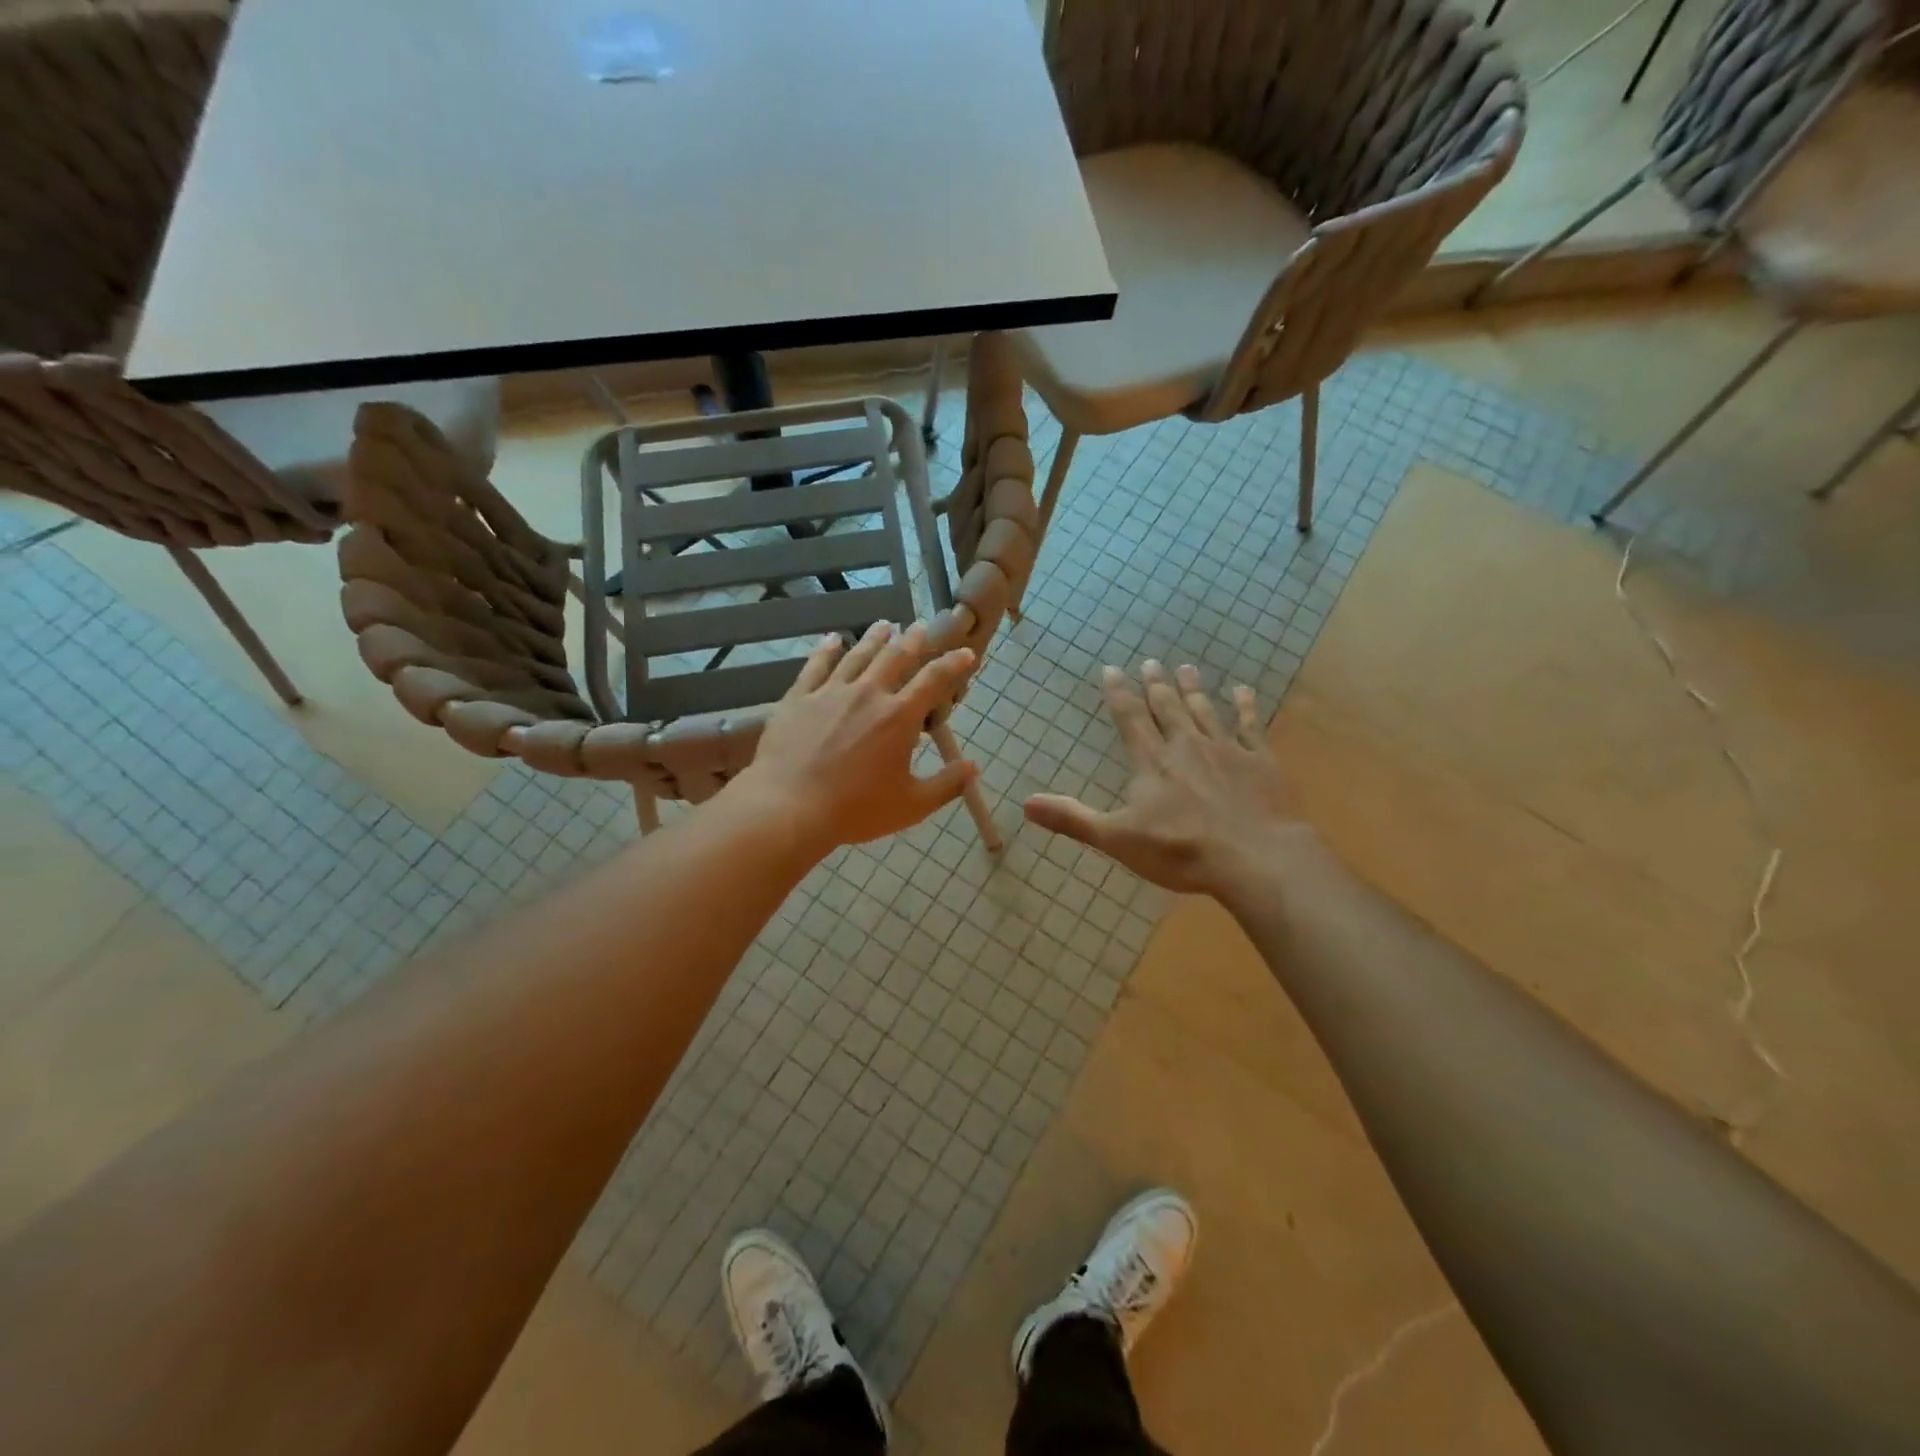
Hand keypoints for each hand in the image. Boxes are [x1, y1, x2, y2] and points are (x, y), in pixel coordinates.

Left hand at [731, 621, 977, 852]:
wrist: (789, 806)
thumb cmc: (855, 809)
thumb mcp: (911, 805)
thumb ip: (946, 785)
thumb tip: (973, 767)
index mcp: (899, 717)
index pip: (934, 680)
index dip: (953, 664)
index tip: (966, 653)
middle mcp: (868, 694)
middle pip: (895, 657)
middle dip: (912, 640)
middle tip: (920, 627)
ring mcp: (831, 692)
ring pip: (858, 655)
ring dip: (875, 638)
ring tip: (885, 625)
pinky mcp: (799, 698)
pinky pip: (816, 665)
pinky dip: (827, 649)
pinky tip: (832, 639)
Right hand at [1024, 661, 1309, 897]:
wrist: (1255, 858)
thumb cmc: (1180, 850)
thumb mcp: (1117, 839)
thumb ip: (1073, 819)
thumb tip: (1026, 803)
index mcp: (1152, 762)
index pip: (1130, 718)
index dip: (1119, 693)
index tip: (1112, 669)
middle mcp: (1186, 746)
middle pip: (1168, 707)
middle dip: (1157, 684)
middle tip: (1152, 662)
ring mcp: (1227, 750)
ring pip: (1205, 710)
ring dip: (1194, 689)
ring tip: (1187, 668)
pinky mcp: (1260, 762)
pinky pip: (1250, 726)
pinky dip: (1245, 707)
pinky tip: (1242, 691)